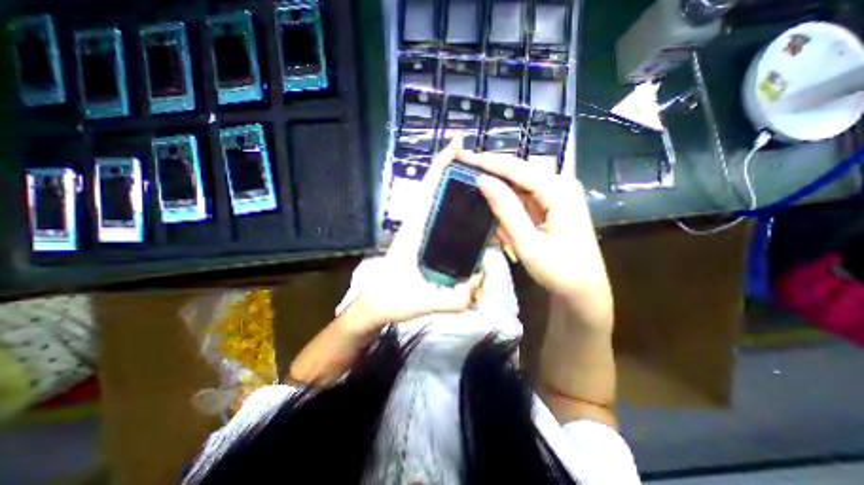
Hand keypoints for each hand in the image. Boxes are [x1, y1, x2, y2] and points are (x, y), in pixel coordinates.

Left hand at [341, 136, 482, 333]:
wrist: (376, 307)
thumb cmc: (391, 300)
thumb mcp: (421, 301)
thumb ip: (452, 299)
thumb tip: (481, 282)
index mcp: (414, 230)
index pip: (428, 189)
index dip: (441, 164)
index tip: (458, 142)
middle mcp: (419, 226)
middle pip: (437, 191)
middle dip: (457, 173)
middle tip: (484, 167)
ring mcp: (422, 234)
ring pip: (442, 204)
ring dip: (459, 192)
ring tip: (486, 189)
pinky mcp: (426, 243)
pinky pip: (445, 222)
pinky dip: (458, 213)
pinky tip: (475, 219)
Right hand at [459, 153, 612, 329]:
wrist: (583, 291)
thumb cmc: (559, 271)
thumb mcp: (528, 242)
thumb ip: (505, 209)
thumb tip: (482, 180)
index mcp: (559, 190)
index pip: (516, 168)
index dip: (488, 161)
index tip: (463, 157)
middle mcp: (560, 185)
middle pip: (517, 173)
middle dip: (490, 175)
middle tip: (463, 173)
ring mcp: (556, 195)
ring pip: (518, 187)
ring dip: (498, 195)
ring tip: (475, 197)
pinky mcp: (551, 206)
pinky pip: (523, 200)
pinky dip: (507, 208)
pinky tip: (497, 219)